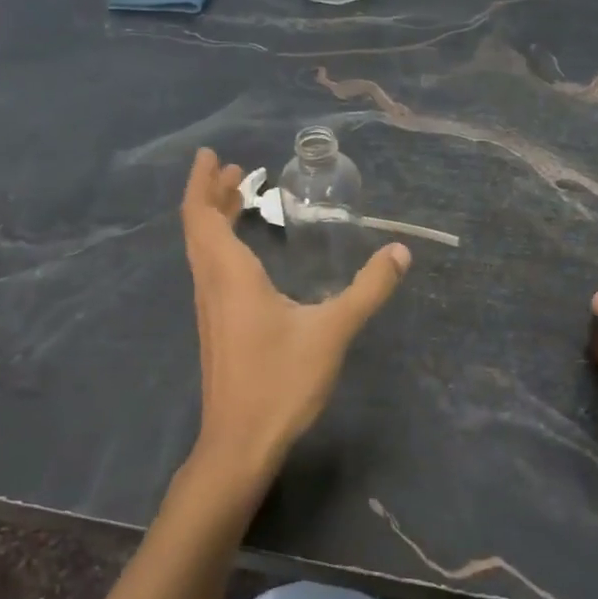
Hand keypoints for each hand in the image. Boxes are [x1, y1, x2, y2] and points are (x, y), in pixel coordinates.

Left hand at [180, 148, 410, 490]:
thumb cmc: (280, 382)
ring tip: (241, 198)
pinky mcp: (215, 327)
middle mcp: (211, 285)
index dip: (202, 182)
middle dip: (212, 193)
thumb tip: (399, 252)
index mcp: (229, 275)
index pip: (201, 216)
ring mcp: (209, 308)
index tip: (212, 155)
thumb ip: (367, 290)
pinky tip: (246, 254)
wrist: (239, 443)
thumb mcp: (332, 332)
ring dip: (215, 218)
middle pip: (198, 227)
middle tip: (236, 170)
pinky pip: (210, 269)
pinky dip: (221, 244)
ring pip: (203, 249)